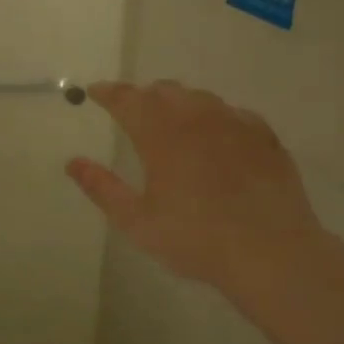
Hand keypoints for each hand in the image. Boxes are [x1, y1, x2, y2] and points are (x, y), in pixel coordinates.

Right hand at [67, 81, 323, 300]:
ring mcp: (234, 123)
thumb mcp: (137, 221)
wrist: (270, 251)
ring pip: (199, 97)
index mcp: (160, 134)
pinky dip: (214, 117)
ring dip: (178, 102)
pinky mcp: (264, 136)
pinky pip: (232, 113)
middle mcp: (196, 117)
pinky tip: (216, 135)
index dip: (109, 93)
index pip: (127, 99)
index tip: (95, 92)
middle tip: (132, 110)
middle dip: (143, 96)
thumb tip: (73, 163)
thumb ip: (102, 188)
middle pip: (163, 91)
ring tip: (172, 120)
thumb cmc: (195, 239)